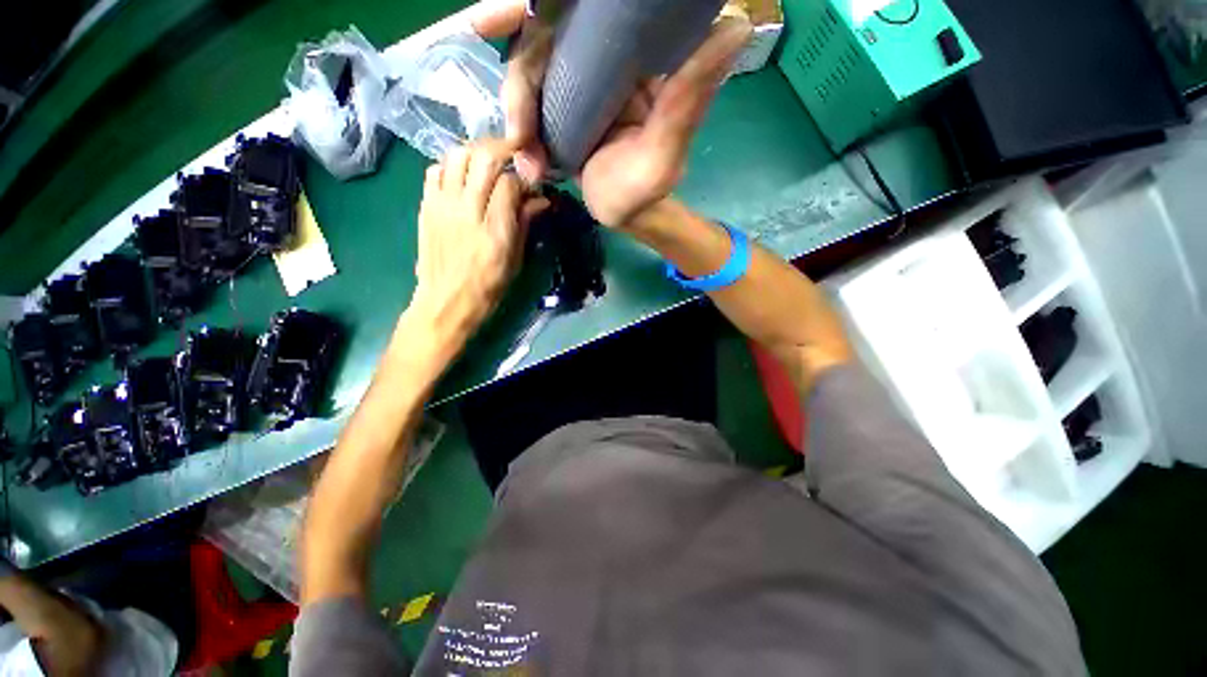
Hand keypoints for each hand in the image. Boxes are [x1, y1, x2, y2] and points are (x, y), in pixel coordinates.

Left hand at [408, 139, 543, 351]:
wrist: (446, 301)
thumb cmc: (488, 285)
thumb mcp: (515, 259)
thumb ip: (525, 223)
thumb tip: (540, 199)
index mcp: (495, 230)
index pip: (510, 183)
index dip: (523, 178)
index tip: (529, 185)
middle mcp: (467, 211)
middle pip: (483, 157)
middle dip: (502, 148)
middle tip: (513, 153)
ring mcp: (442, 205)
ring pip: (456, 155)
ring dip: (475, 151)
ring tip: (487, 161)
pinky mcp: (425, 205)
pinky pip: (435, 169)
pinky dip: (451, 165)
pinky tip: (462, 177)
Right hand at [473, 1, 750, 226]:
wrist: (625, 215)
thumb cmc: (646, 191)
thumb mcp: (663, 155)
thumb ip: (686, 101)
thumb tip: (735, 29)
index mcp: (637, 56)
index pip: (590, 13)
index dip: (544, 6)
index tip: (491, 18)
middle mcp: (605, 59)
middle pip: (543, 39)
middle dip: (519, 84)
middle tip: (519, 135)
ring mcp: (578, 81)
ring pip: (528, 73)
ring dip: (519, 121)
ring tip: (533, 167)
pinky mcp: (561, 105)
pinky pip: (526, 103)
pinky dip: (521, 135)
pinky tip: (530, 166)